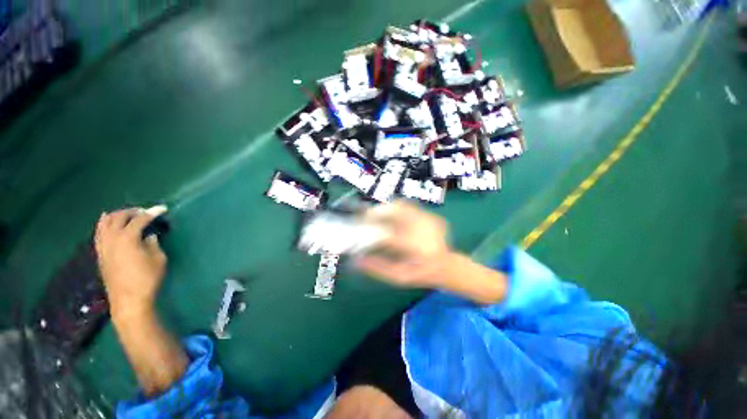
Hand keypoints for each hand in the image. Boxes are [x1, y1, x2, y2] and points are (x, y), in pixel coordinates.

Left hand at [95, 208, 165, 319]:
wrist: (129, 300)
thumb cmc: (147, 279)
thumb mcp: (158, 260)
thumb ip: (153, 244)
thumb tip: (148, 236)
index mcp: (128, 239)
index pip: (140, 220)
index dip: (152, 212)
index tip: (162, 209)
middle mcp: (112, 239)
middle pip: (118, 217)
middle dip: (132, 211)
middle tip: (145, 212)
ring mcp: (103, 246)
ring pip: (104, 223)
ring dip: (116, 216)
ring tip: (127, 214)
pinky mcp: (100, 254)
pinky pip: (99, 233)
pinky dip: (104, 224)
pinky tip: (108, 223)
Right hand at [354, 200, 453, 288]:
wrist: (447, 266)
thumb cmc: (421, 275)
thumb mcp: (398, 277)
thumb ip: (377, 268)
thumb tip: (355, 259)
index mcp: (418, 250)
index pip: (390, 235)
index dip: (372, 230)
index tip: (358, 229)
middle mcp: (426, 232)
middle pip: (398, 213)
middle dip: (378, 212)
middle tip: (365, 217)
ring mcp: (432, 221)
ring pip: (403, 206)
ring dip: (386, 208)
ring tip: (376, 214)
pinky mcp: (433, 216)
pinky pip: (410, 206)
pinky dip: (397, 208)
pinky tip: (391, 215)